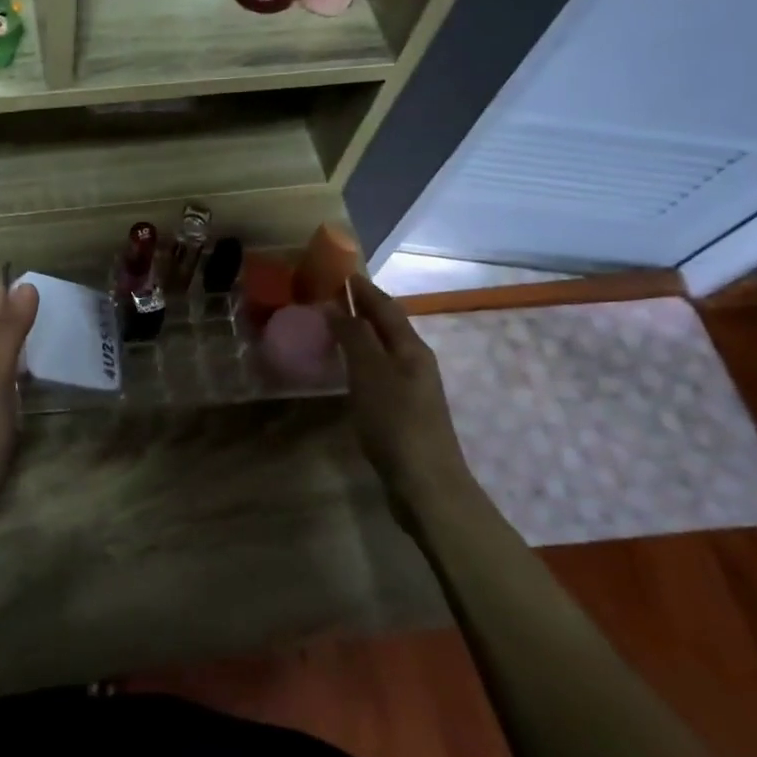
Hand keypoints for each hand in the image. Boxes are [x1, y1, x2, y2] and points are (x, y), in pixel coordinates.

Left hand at [0, 279, 39, 518]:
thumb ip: (10, 333)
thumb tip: (26, 286)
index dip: (9, 286)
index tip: (36, 267)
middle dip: (17, 305)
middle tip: (55, 290)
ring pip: (3, 349)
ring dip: (22, 332)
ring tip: (53, 320)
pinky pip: (12, 375)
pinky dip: (26, 361)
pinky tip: (39, 367)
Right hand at [330, 276, 469, 498]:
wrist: (426, 484)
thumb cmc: (396, 423)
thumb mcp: (370, 374)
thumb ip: (355, 337)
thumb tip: (338, 306)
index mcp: (412, 349)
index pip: (386, 308)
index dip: (364, 290)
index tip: (340, 273)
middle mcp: (416, 363)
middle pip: (388, 327)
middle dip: (363, 309)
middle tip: (331, 298)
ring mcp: (412, 389)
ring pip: (384, 350)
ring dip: (361, 335)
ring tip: (333, 328)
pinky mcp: (403, 412)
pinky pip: (379, 372)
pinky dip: (362, 361)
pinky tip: (346, 370)